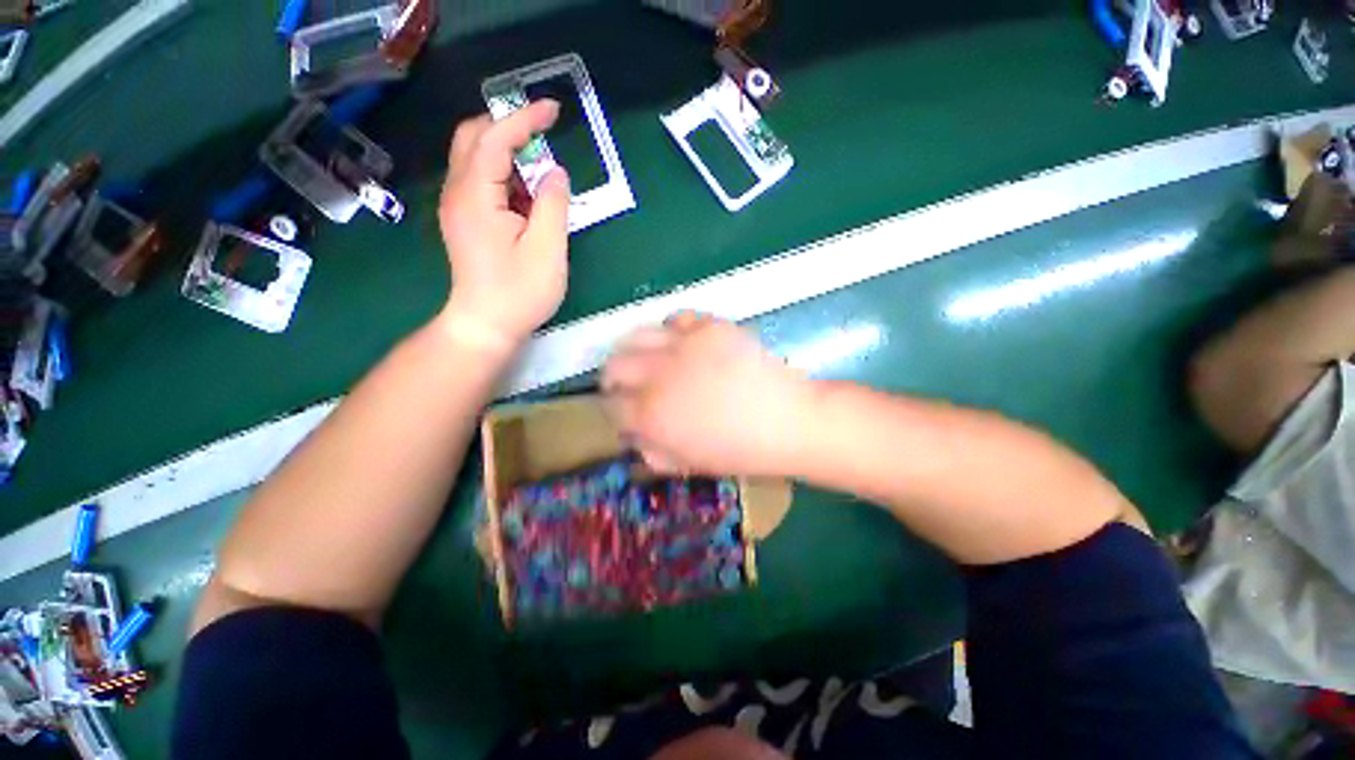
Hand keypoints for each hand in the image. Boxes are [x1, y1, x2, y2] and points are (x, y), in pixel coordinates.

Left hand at [437, 100, 570, 347]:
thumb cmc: (519, 292)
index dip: (525, 118)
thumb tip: (555, 172)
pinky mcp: (465, 220)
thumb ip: (552, 204)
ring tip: (542, 177)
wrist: (485, 325)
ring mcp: (458, 207)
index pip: (496, 138)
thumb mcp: (547, 249)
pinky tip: (527, 199)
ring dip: (509, 155)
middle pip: (474, 138)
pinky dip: (506, 178)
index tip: (554, 109)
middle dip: (509, 128)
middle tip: (544, 136)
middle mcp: (458, 192)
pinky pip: (481, 183)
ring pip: (476, 159)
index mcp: (476, 195)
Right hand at [603, 313, 813, 475]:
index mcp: (652, 415)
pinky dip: (671, 331)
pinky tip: (682, 344)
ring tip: (649, 359)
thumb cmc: (739, 451)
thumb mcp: (687, 463)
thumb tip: (633, 433)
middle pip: (614, 365)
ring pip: (636, 335)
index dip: (614, 410)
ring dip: (635, 350)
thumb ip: (651, 450)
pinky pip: (675, 319)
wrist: (787, 420)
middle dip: (614, 377)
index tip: (624, 411)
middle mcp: (659, 375)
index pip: (611, 406)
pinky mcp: (708, 326)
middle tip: (628, 384)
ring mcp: (684, 345)